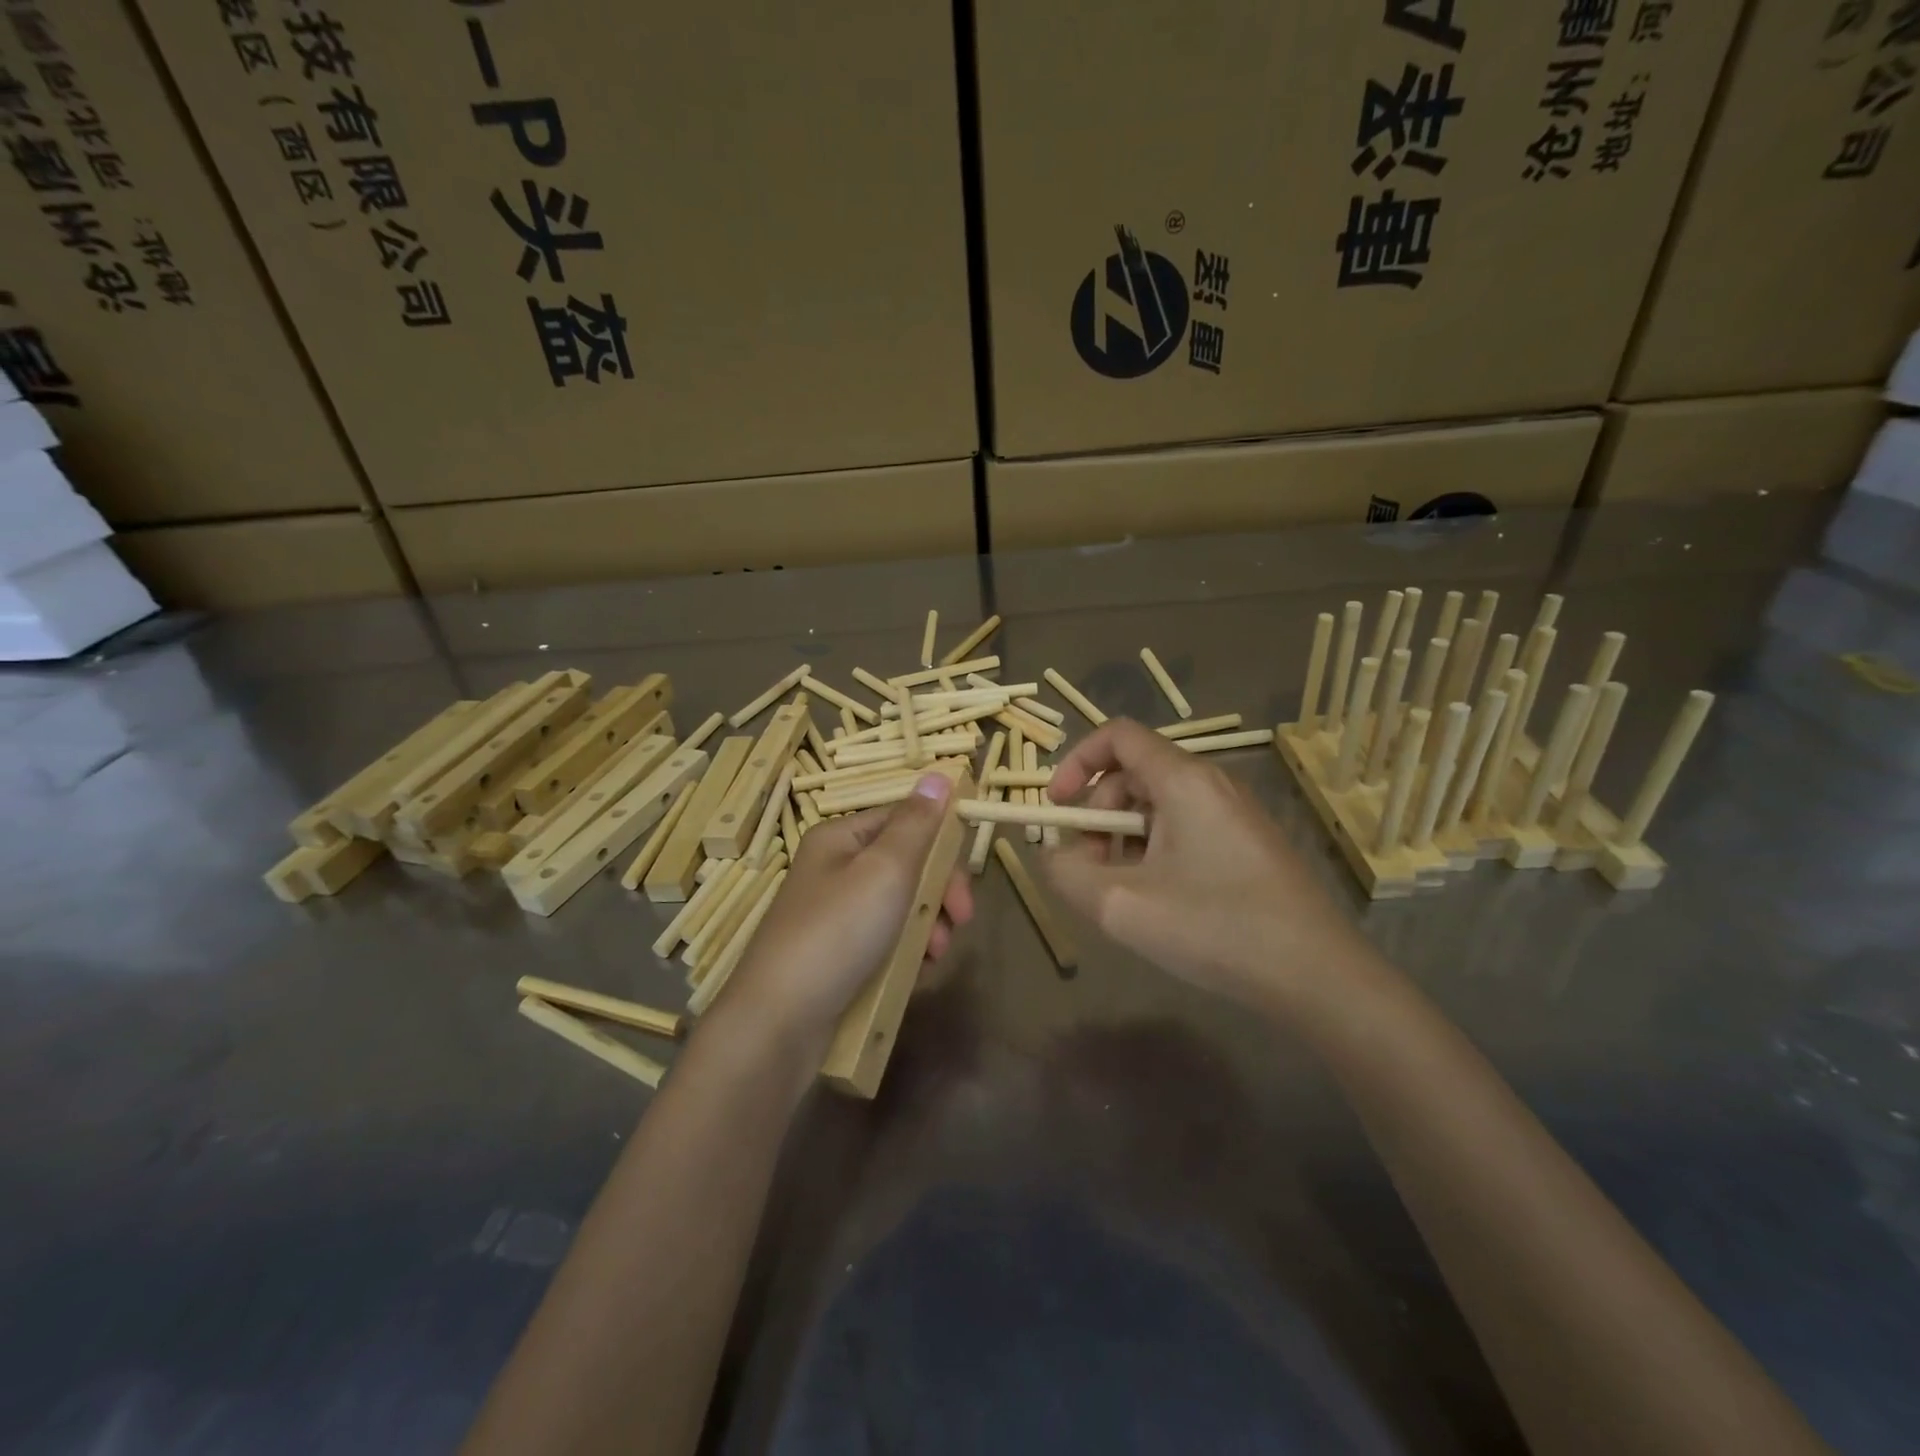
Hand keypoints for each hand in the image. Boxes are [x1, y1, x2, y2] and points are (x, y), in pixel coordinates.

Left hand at [722, 774, 973, 1048]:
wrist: (779, 1022)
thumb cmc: (837, 932)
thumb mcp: (885, 869)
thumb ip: (917, 824)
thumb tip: (939, 774)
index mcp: (840, 839)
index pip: (905, 820)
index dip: (941, 845)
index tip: (964, 882)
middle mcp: (835, 870)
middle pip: (906, 864)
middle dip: (938, 892)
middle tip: (958, 921)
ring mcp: (835, 915)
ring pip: (900, 905)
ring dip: (927, 925)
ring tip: (933, 955)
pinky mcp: (837, 955)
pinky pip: (885, 940)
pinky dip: (906, 951)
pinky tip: (916, 972)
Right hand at [1043, 719, 1377, 1016]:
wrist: (1318, 976)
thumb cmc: (1215, 929)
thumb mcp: (1120, 905)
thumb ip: (1067, 873)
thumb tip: (1052, 854)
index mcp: (1183, 780)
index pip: (1117, 735)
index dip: (1076, 762)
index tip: (1057, 808)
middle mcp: (1212, 784)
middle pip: (1133, 774)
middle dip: (1097, 815)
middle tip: (1089, 869)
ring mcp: (1235, 815)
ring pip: (1158, 806)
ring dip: (1123, 840)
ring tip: (1123, 893)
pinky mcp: (1248, 845)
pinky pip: (1184, 830)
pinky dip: (1155, 853)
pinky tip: (1160, 902)